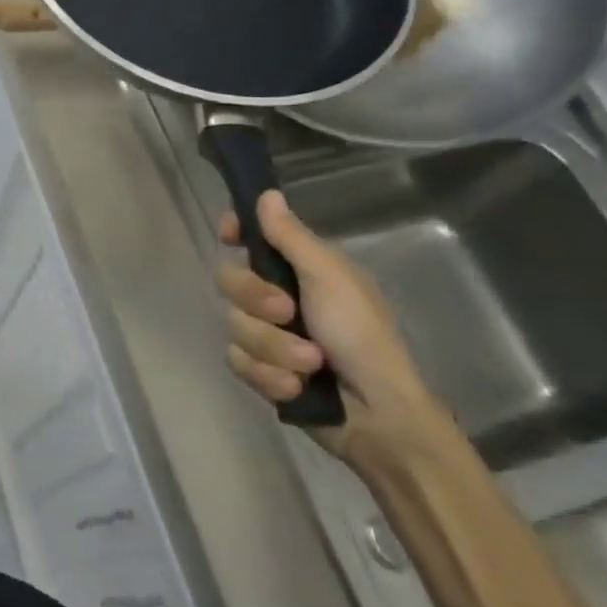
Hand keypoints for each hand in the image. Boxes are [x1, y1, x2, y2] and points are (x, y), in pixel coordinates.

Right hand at [217, 190, 452, 466]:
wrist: (377, 413)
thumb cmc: (362, 335)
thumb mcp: (330, 279)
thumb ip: (291, 238)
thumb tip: (266, 194)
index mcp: (298, 268)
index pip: (252, 237)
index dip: (236, 232)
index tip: (229, 236)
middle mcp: (277, 296)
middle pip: (230, 281)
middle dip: (257, 301)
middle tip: (289, 313)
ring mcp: (267, 334)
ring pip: (234, 326)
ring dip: (274, 348)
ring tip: (310, 364)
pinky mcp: (261, 370)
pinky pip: (238, 362)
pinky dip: (269, 376)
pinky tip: (296, 387)